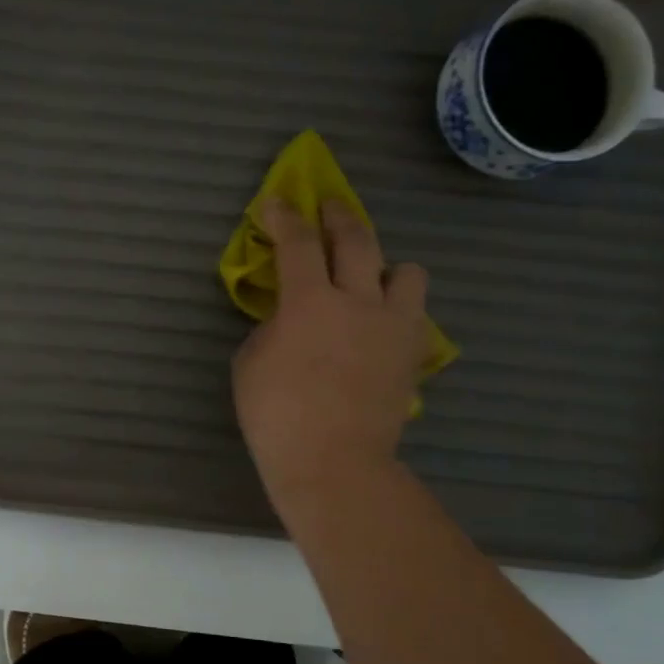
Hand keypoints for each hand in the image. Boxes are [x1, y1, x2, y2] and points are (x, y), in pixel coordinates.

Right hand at [232, 200, 429, 518]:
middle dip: (337, 216)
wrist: (333, 461)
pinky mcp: (411, 353)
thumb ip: (271, 327)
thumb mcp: (250, 362)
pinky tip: (380, 325)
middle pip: (356, 239)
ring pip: (406, 271)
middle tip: (327, 208)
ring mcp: (392, 326)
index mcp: (309, 302)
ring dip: (384, 266)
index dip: (284, 217)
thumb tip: (290, 316)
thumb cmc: (276, 414)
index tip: (277, 202)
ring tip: (369, 279)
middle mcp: (357, 301)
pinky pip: (414, 314)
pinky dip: (397, 309)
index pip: (297, 243)